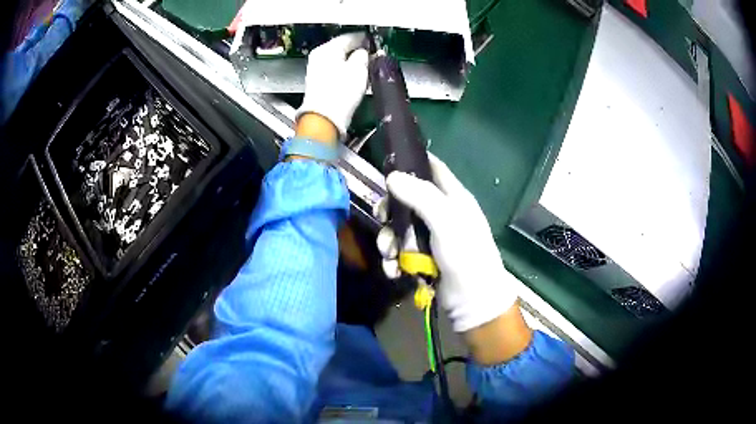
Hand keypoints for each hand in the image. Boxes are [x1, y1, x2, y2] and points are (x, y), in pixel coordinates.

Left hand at [297, 33, 368, 139]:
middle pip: (343, 48)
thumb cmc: (340, 93)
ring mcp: (317, 71)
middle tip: (374, 54)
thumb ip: (364, 55)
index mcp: (327, 49)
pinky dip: (347, 72)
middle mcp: (319, 58)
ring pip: (340, 61)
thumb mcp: (358, 68)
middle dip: (359, 51)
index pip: (349, 37)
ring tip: (368, 67)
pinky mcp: (320, 85)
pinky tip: (356, 78)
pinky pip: (337, 72)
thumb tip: (366, 52)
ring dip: (354, 62)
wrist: (325, 119)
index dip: (365, 39)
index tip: (375, 41)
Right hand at [377, 154, 522, 332]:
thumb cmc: (465, 254)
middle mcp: (442, 213)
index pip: (432, 168)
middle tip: (381, 219)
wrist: (472, 300)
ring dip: (389, 241)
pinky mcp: (423, 258)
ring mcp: (432, 237)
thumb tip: (391, 176)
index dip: (411, 162)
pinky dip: (394, 260)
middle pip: (407, 199)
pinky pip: (401, 251)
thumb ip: (420, 196)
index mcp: (453, 197)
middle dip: (391, 211)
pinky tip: (393, 271)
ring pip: (400, 228)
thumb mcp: (446, 220)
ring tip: (389, 255)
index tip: (388, 166)